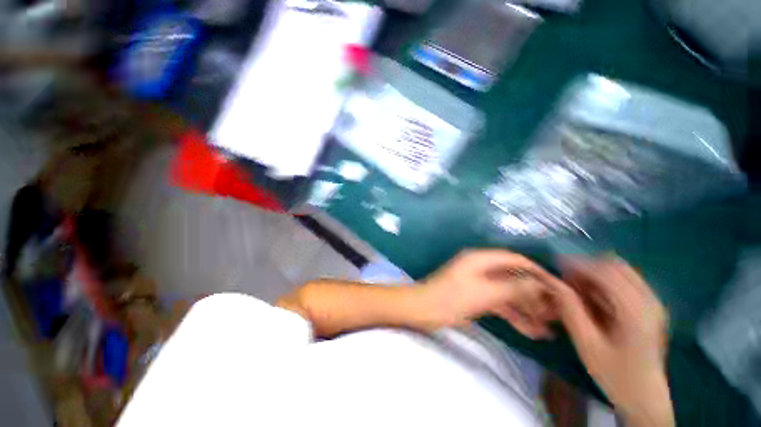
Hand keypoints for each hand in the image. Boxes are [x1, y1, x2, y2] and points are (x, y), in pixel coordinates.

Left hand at [421, 249, 560, 337]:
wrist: (423, 309)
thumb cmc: (452, 298)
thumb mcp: (485, 293)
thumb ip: (514, 288)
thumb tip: (540, 284)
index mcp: (481, 259)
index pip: (516, 260)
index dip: (537, 272)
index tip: (558, 289)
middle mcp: (481, 267)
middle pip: (514, 277)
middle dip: (535, 295)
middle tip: (556, 314)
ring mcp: (479, 283)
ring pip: (508, 293)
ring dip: (527, 309)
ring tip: (548, 329)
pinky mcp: (476, 296)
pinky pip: (499, 303)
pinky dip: (514, 315)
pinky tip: (531, 332)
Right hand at [551, 257, 673, 426]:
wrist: (645, 397)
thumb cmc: (615, 374)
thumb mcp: (587, 344)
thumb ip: (571, 310)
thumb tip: (553, 282)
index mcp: (636, 311)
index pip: (606, 271)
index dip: (578, 263)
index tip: (556, 264)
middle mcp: (649, 301)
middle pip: (616, 266)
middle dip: (587, 267)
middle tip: (567, 280)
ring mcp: (653, 303)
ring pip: (621, 272)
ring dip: (595, 275)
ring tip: (577, 289)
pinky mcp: (650, 308)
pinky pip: (625, 282)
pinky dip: (604, 283)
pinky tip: (593, 298)